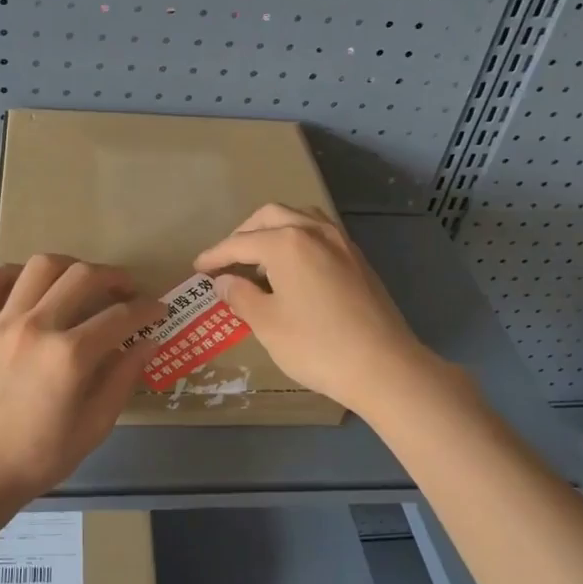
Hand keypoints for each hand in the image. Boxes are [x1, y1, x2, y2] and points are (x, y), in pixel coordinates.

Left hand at [0, 255, 165, 505]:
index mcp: (70, 357)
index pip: (121, 316)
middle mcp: (37, 327)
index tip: (157, 309)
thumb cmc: (37, 458)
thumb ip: (122, 380)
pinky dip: (9, 274)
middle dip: (114, 277)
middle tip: (126, 290)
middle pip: (84, 277)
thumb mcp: (94, 428)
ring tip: (79, 280)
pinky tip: (25, 286)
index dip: (147, 309)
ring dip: (68, 266)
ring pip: (39, 267)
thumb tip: (148, 343)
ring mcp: (1, 323)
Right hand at [195, 204, 435, 415]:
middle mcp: (314, 231)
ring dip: (274, 229)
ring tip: (260, 257)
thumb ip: (241, 296)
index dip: (216, 255)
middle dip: (244, 234)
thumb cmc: (317, 345)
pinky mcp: (358, 259)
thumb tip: (225, 282)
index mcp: (287, 242)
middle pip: (270, 216)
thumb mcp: (267, 324)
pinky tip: (294, 266)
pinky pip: (319, 233)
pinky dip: (297, 239)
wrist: (384, 366)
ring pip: (299, 217)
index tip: (198, 268)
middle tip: (228, 259)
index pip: (240, 242)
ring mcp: (341, 242)